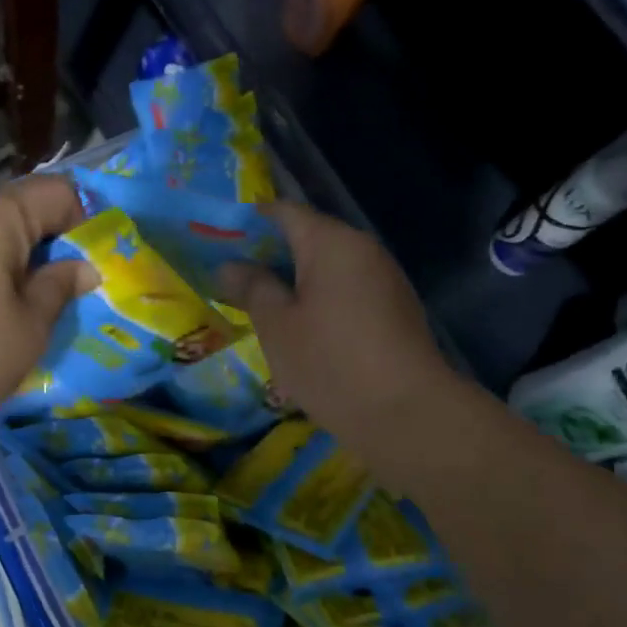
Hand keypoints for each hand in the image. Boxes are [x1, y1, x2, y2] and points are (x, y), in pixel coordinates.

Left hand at [0, 176, 96, 447]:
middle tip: (60, 290)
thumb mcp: (29, 327)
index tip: (89, 262)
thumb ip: (59, 287)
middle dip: (45, 242)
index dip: (83, 220)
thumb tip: (82, 268)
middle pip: (17, 209)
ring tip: (18, 305)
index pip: (55, 192)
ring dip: (10, 258)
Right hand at [219, 203, 454, 457]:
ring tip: (259, 307)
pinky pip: (347, 291)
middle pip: (308, 238)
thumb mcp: (277, 326)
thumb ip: (252, 288)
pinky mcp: (394, 310)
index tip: (218, 243)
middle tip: (231, 280)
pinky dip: (319, 300)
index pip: (283, 212)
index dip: (248, 223)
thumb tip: (230, 266)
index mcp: (332, 242)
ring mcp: (384, 280)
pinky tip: (299, 329)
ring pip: (328, 268)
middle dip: (268, 255)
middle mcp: (362, 250)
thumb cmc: (331, 362)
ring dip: (294, 281)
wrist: (408, 414)